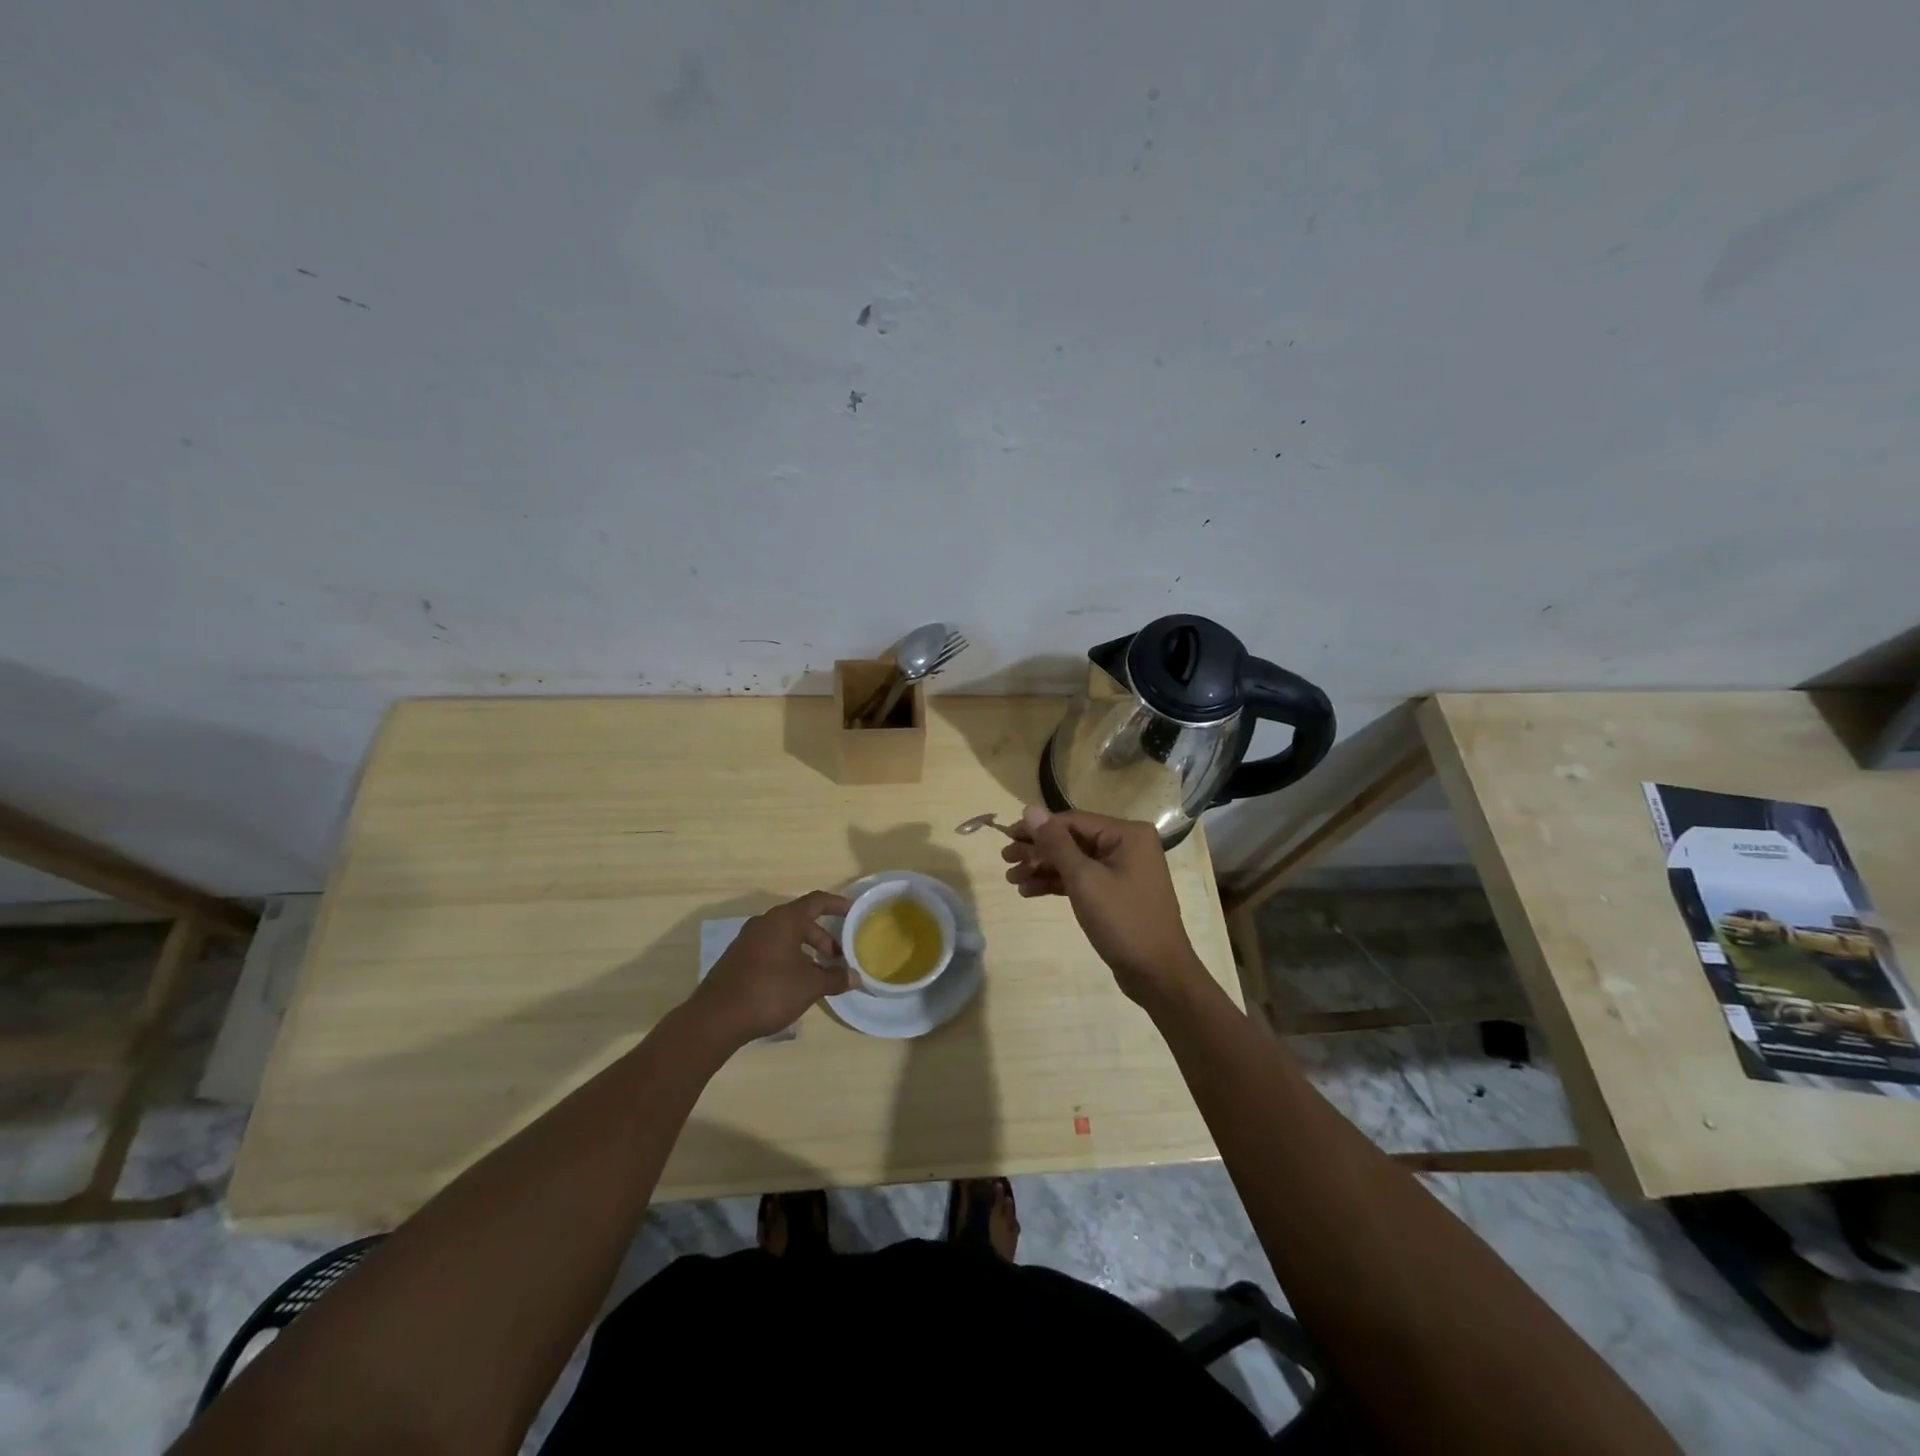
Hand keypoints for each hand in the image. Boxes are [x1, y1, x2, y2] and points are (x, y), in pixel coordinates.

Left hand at [688, 891, 855, 1047]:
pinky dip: (788, 958)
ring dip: (806, 950)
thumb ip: (834, 978)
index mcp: (784, 920)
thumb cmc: (769, 991)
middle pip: (801, 920)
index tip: (854, 912)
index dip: (837, 904)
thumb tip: (855, 977)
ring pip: (785, 936)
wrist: (716, 1018)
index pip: (817, 901)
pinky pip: (771, 949)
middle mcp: (765, 922)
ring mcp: (748, 940)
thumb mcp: (809, 986)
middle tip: (838, 957)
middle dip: (823, 937)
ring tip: (819, 973)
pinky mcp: (738, 958)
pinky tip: (794, 982)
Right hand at [1002, 806, 1207, 1008]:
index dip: (1037, 829)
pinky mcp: (1116, 893)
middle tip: (1005, 861)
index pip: (1072, 822)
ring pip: (1074, 861)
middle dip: (1038, 851)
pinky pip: (1082, 879)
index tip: (1006, 839)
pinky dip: (1058, 884)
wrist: (1158, 974)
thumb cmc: (1123, 921)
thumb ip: (1056, 843)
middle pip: (1072, 840)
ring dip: (1043, 868)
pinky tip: (1030, 891)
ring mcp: (1123, 870)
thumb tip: (1030, 809)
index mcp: (1127, 834)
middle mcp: (1127, 845)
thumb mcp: (1084, 879)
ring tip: (1012, 880)